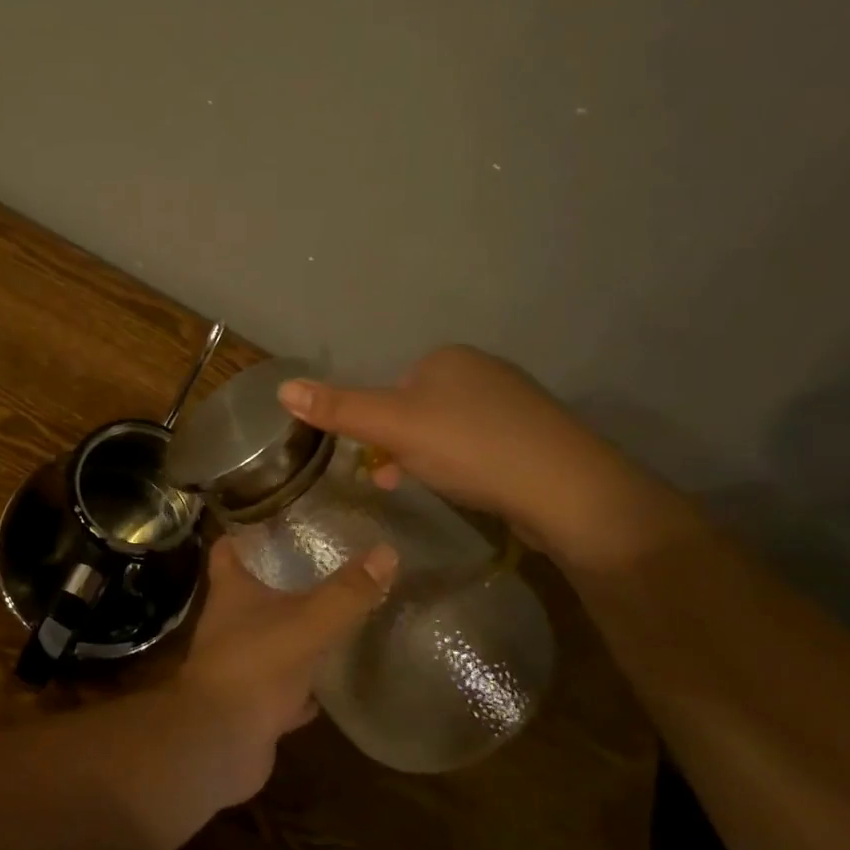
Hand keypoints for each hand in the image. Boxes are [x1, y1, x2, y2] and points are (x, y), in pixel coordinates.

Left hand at [169, 537, 395, 805]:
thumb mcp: (307, 623)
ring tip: (332, 614)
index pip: (227, 549)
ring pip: (268, 638)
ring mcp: (240, 665)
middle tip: (321, 563)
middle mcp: (229, 624)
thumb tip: (387, 551)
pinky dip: (303, 683)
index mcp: (231, 592)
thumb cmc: (255, 667)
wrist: (221, 743)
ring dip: (293, 630)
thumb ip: (346, 593)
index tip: (272, 516)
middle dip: (278, 579)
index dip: (243, 532)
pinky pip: (282, 686)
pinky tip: (330, 680)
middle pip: (250, 592)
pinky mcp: (252, 703)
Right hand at [276, 345, 665, 561]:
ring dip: (428, 459)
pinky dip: (464, 467)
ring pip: (448, 430)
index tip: (375, 459)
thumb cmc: (471, 447)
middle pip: (417, 409)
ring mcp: (514, 405)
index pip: (392, 387)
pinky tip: (470, 490)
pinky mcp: (534, 439)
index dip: (377, 424)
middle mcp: (483, 371)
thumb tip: (282, 388)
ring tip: (433, 488)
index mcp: (449, 358)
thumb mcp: (394, 427)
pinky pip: (480, 447)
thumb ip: (339, 409)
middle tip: (397, 480)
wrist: (567, 491)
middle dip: (400, 445)